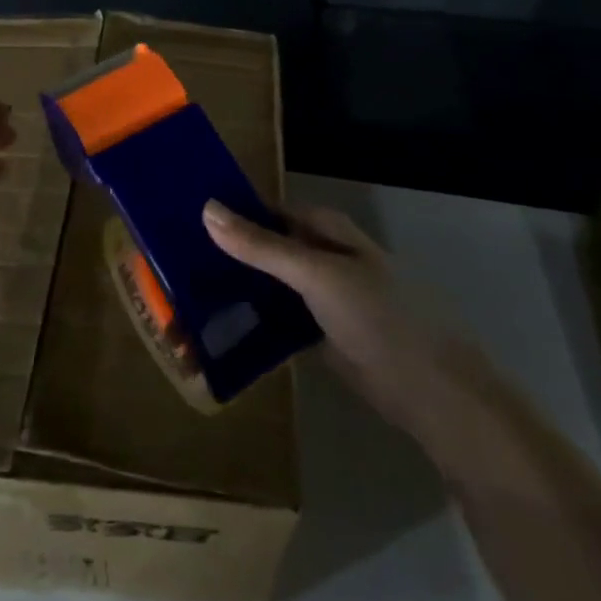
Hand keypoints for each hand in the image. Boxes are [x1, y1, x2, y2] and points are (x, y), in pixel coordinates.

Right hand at [203, 200, 452, 430]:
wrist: (428, 391)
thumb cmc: (377, 316)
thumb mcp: (316, 274)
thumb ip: (261, 246)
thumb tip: (206, 208)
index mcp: (324, 230)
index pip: (265, 210)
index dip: (229, 213)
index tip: (180, 220)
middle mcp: (320, 256)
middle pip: (263, 248)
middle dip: (224, 255)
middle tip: (171, 266)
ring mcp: (318, 296)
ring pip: (266, 285)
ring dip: (233, 290)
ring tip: (181, 297)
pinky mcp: (316, 333)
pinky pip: (274, 319)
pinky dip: (249, 321)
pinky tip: (215, 329)